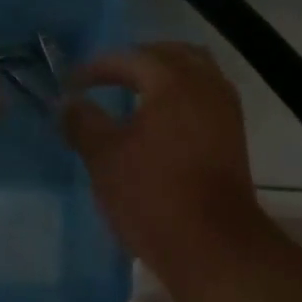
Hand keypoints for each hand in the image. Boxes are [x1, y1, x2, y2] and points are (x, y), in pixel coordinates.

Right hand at [64, 42, 268, 276]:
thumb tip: (67, 103)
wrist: (212, 246)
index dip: (98, 67)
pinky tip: (161, 121)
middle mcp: (206, 86)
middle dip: (138, 61)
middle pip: (172, 55)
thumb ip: (83, 122)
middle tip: (109, 77)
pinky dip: (183, 97)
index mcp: (173, 81)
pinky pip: (206, 98)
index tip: (74, 83)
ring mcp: (226, 111)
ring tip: (135, 95)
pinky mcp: (234, 137)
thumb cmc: (152, 195)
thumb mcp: (104, 157)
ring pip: (196, 74)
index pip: (131, 58)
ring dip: (166, 77)